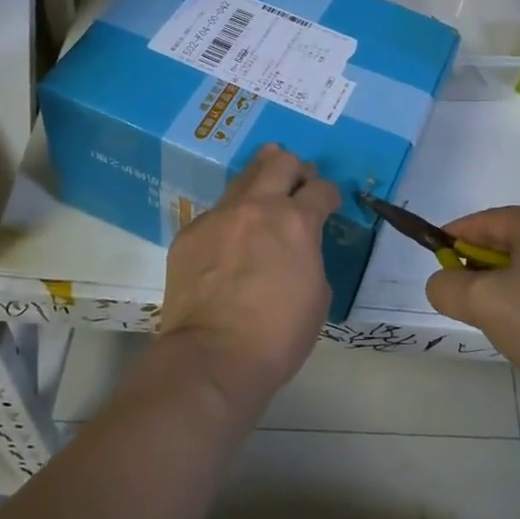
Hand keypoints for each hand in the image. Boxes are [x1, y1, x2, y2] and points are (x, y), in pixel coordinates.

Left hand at [157, 145, 338, 412]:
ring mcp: (218, 216)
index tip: (329, 204)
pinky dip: (230, 221)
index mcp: (296, 221)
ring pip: (243, 178)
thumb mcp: (317, 293)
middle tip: (298, 188)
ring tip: (264, 202)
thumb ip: (309, 255)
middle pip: (280, 162)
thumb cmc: (278, 334)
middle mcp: (257, 207)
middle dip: (296, 170)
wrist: (212, 357)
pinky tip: (228, 246)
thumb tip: (297, 247)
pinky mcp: (189, 233)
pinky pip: (215, 214)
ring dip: (260, 183)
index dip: (330, 195)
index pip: (322, 188)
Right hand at [424, 205, 519, 399]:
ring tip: (490, 307)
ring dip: (506, 278)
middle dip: (481, 261)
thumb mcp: (482, 302)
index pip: (490, 221)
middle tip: (461, 287)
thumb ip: (447, 286)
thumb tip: (443, 282)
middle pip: (513, 238)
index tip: (436, 254)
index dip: (457, 235)